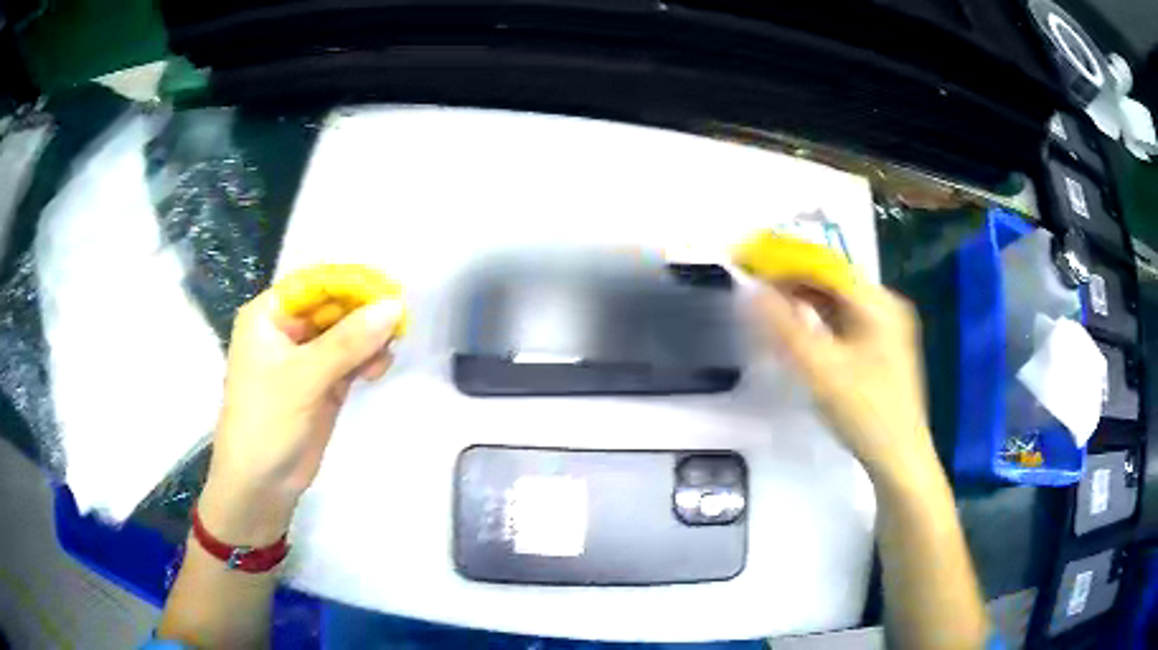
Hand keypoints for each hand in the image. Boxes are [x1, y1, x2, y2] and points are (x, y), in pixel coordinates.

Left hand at [198, 289, 402, 543]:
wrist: (261, 483)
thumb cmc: (267, 420)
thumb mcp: (304, 376)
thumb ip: (348, 341)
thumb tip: (394, 307)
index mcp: (270, 315)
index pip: (315, 284)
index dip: (351, 284)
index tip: (388, 292)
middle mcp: (287, 330)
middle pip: (333, 307)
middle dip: (364, 314)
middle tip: (398, 324)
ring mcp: (306, 358)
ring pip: (346, 334)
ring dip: (369, 339)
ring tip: (388, 351)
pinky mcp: (322, 384)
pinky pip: (351, 361)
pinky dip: (367, 361)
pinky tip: (379, 369)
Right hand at [754, 282, 933, 482]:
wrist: (899, 459)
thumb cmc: (865, 412)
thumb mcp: (820, 369)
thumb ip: (783, 327)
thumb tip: (750, 290)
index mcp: (878, 303)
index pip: (825, 265)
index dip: (784, 260)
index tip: (748, 264)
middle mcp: (885, 306)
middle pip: (832, 280)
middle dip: (792, 279)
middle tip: (753, 286)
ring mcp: (885, 328)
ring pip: (837, 301)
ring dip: (803, 299)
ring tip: (767, 303)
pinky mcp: (880, 349)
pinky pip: (843, 321)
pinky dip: (817, 320)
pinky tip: (798, 328)